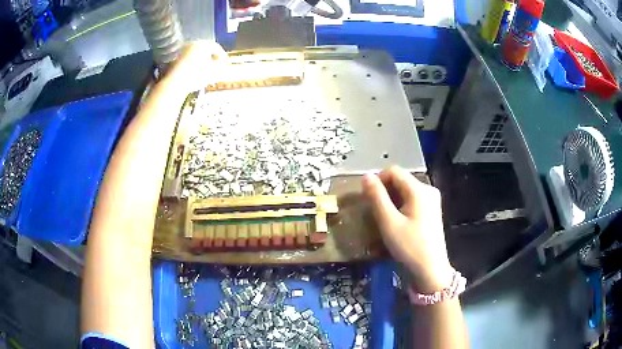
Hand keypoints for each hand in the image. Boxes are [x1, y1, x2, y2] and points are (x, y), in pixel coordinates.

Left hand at [165, 41, 227, 92]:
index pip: (217, 47)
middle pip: (206, 50)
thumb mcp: (214, 70)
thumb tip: (222, 62)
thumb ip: (221, 64)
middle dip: (212, 58)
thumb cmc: (197, 75)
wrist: (175, 83)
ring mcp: (183, 50)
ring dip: (202, 61)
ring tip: (206, 71)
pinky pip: (188, 59)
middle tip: (216, 66)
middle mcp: (193, 44)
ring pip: (197, 54)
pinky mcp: (175, 59)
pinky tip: (196, 73)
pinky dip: (193, 64)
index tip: (225, 63)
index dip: (223, 56)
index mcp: (204, 44)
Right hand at [362, 166, 452, 292]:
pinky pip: (412, 200)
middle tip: (374, 211)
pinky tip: (397, 222)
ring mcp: (432, 200)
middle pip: (401, 180)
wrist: (431, 270)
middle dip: (385, 191)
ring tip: (384, 218)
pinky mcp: (432, 210)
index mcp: (419, 189)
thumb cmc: (409, 246)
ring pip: (405, 190)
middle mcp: (428, 189)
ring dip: (391, 199)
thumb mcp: (389, 222)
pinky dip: (401, 206)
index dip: (378, 180)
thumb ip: (376, 197)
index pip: (394, 171)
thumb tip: (366, 175)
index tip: (367, 198)